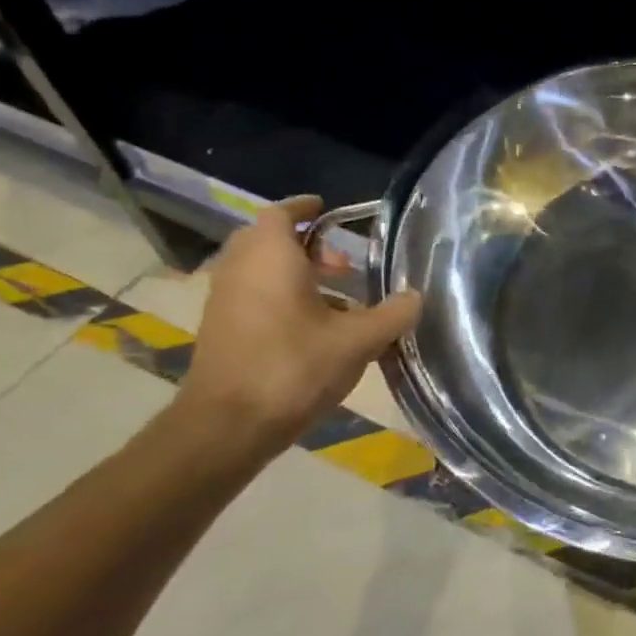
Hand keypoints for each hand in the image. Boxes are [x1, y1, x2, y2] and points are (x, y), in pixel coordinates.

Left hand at [175, 195, 421, 453]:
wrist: (228, 426)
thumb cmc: (293, 368)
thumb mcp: (358, 341)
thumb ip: (392, 315)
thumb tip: (415, 297)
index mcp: (270, 257)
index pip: (282, 213)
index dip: (306, 209)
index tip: (330, 210)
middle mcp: (240, 269)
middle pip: (269, 240)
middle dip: (307, 245)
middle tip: (344, 263)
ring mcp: (225, 300)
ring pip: (260, 270)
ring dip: (295, 274)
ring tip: (338, 298)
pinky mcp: (220, 329)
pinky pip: (253, 295)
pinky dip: (281, 297)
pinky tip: (315, 328)